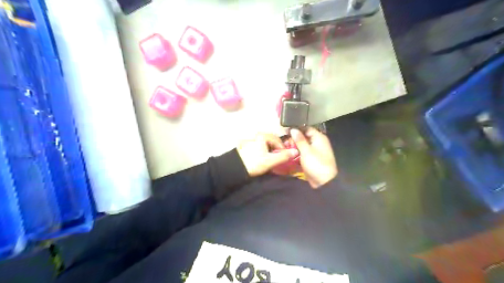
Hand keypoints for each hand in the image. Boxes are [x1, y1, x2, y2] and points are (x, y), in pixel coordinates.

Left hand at [237, 133, 297, 176]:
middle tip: (277, 158)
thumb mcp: (270, 161)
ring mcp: (249, 141)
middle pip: (270, 141)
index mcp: (262, 136)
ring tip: (269, 160)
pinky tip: (260, 159)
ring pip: (263, 144)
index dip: (283, 148)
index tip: (284, 156)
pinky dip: (261, 152)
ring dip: (268, 151)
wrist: (235, 168)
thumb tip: (296, 151)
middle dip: (275, 149)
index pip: (277, 139)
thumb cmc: (254, 163)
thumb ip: (283, 156)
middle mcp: (256, 136)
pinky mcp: (244, 147)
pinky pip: (257, 147)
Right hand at [290, 127, 336, 188]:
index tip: (285, 130)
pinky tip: (289, 152)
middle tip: (283, 140)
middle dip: (294, 138)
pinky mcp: (311, 158)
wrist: (324, 182)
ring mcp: (314, 151)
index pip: (306, 128)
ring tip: (284, 146)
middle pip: (304, 136)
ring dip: (294, 145)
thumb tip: (293, 129)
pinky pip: (303, 152)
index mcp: (319, 138)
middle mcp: (317, 142)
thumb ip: (299, 139)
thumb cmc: (316, 164)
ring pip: (303, 145)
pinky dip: (297, 152)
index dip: (296, 128)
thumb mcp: (306, 151)